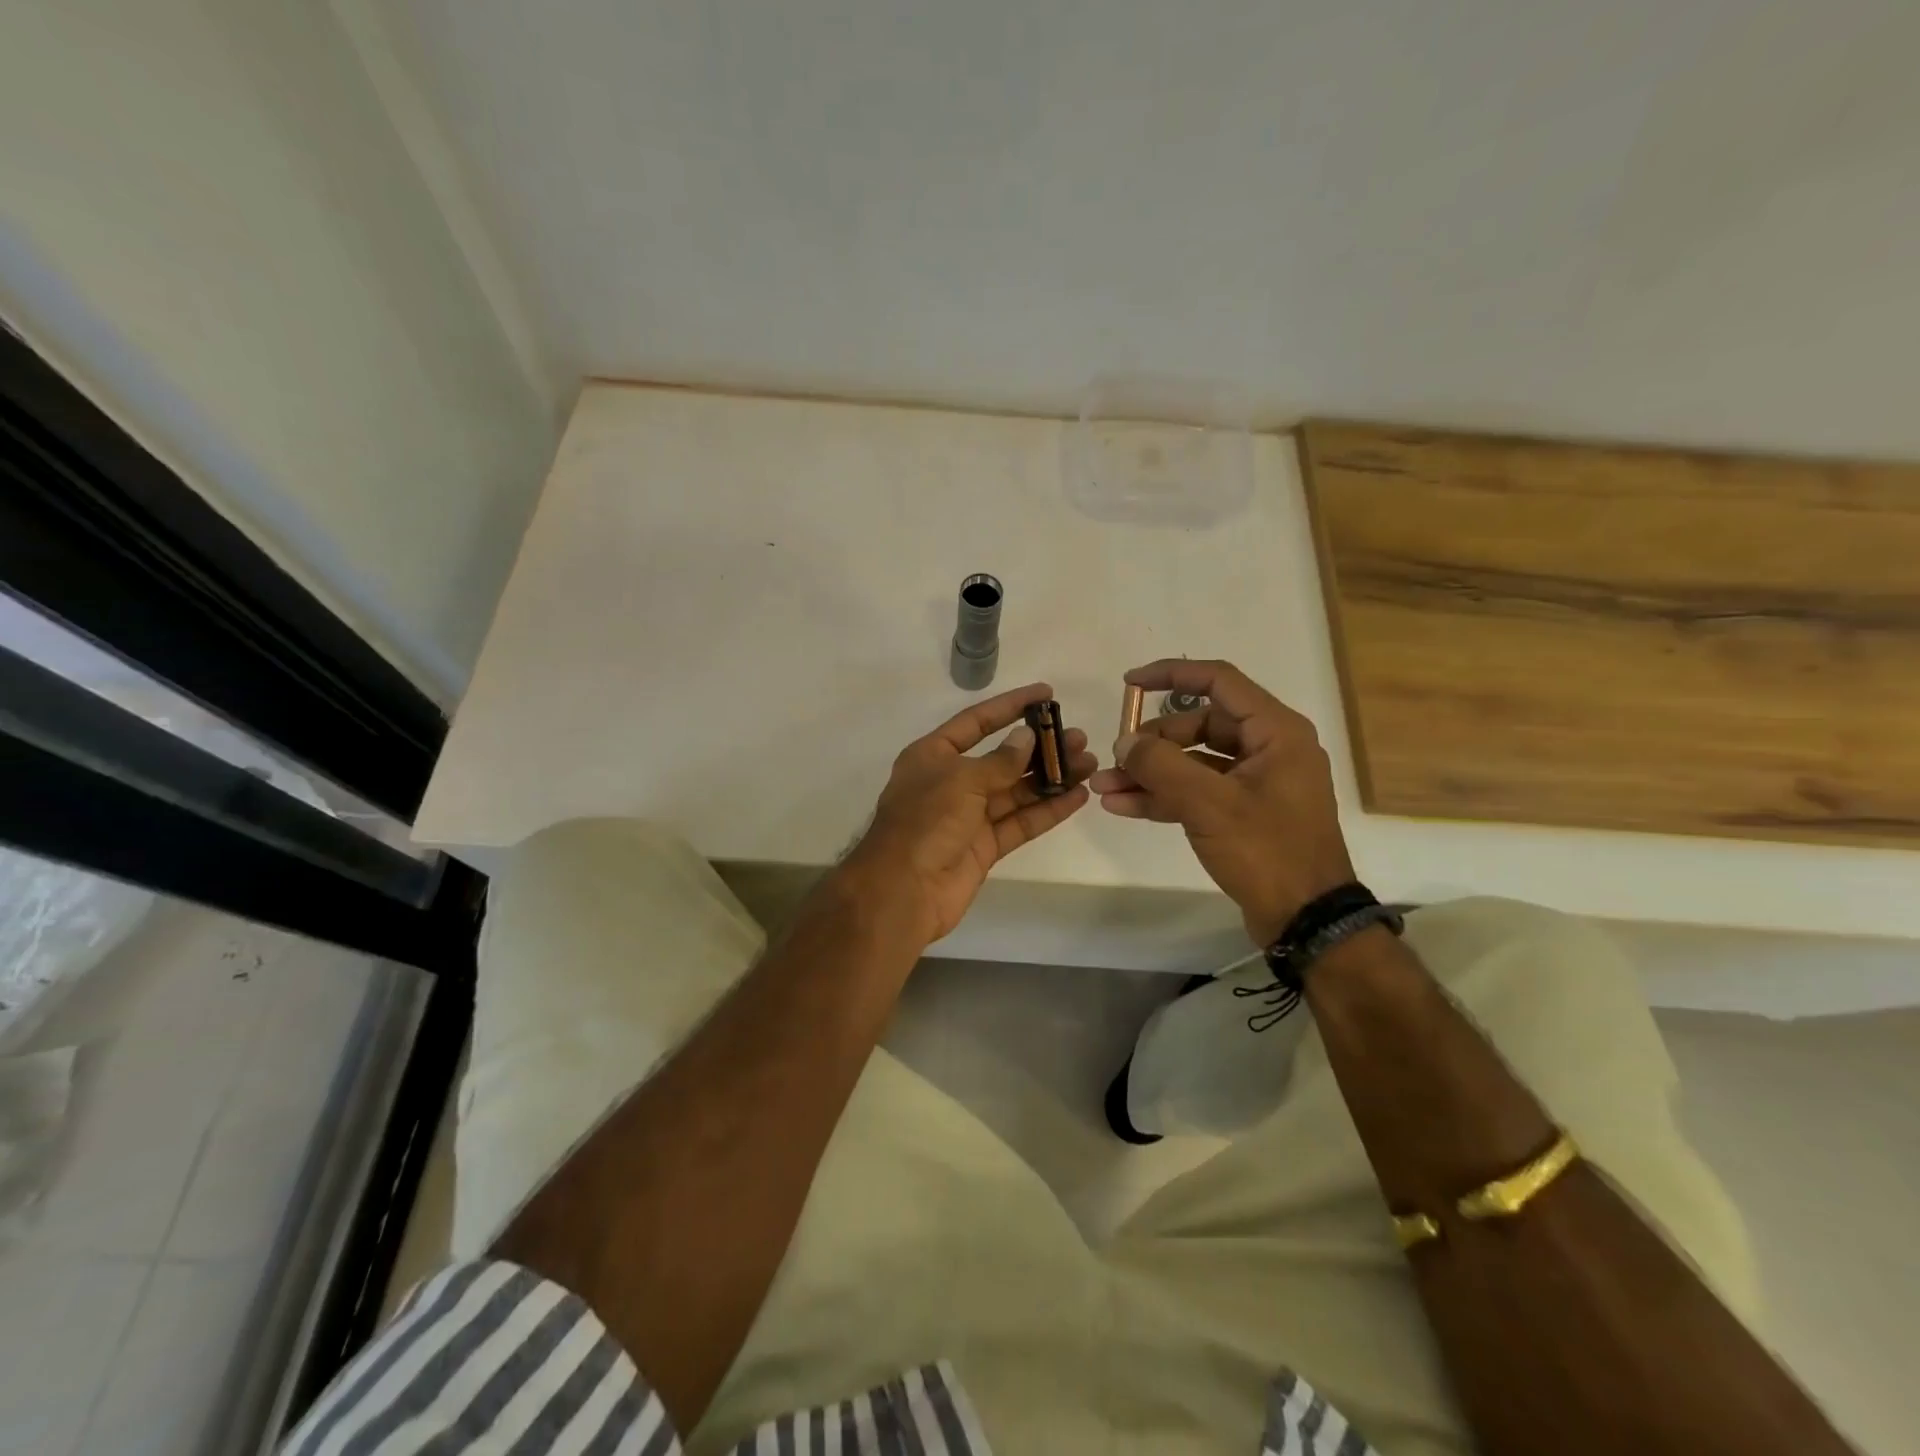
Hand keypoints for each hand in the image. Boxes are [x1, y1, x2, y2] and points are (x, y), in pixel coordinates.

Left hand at [845, 683, 1095, 944]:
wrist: (903, 891)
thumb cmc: (925, 822)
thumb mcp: (961, 781)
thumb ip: (1000, 761)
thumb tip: (1027, 738)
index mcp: (933, 756)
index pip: (976, 722)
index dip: (1010, 706)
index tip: (1046, 693)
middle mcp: (951, 781)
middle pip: (1003, 758)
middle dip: (1040, 748)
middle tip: (1078, 737)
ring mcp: (969, 816)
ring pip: (1016, 790)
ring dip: (1051, 777)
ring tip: (1089, 763)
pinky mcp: (985, 846)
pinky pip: (1020, 822)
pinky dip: (1048, 810)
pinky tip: (1077, 797)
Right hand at [1089, 659, 1354, 946]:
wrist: (1306, 920)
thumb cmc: (1267, 851)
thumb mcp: (1209, 805)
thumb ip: (1161, 766)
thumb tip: (1125, 742)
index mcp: (1275, 732)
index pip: (1218, 682)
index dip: (1170, 675)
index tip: (1129, 683)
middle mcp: (1268, 749)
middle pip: (1198, 726)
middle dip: (1151, 743)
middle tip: (1115, 759)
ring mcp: (1255, 783)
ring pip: (1192, 763)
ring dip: (1149, 773)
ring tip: (1103, 788)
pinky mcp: (1242, 813)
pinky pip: (1196, 792)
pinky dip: (1163, 796)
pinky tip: (1123, 806)